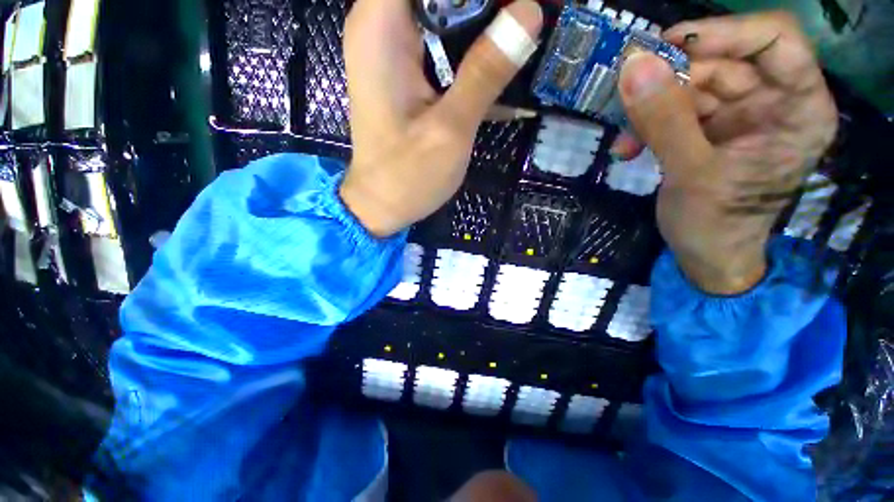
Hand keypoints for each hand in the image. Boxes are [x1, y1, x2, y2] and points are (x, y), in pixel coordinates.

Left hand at [340, 0, 542, 236]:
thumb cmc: (407, 176)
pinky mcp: (404, 72)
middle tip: (525, 21)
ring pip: (442, 10)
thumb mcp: (450, 129)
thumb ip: (485, 72)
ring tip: (520, 39)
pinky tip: (499, 64)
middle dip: (484, 4)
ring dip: (482, 21)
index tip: (510, 5)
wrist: (381, 205)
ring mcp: (392, 50)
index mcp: (380, 27)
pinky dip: (470, 47)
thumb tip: (529, 13)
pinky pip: (440, 40)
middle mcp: (380, 26)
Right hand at [617, 12, 837, 293]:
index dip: (725, 33)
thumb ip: (664, 120)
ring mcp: (740, 115)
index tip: (668, 46)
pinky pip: (675, 110)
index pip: (775, 41)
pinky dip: (647, 126)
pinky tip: (628, 149)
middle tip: (629, 99)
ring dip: (651, 110)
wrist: (703, 254)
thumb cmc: (713, 224)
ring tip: (626, 141)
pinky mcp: (710, 129)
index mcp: (797, 110)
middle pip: (724, 62)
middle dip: (672, 81)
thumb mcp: (690, 174)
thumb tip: (633, 66)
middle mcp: (773, 103)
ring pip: (692, 86)